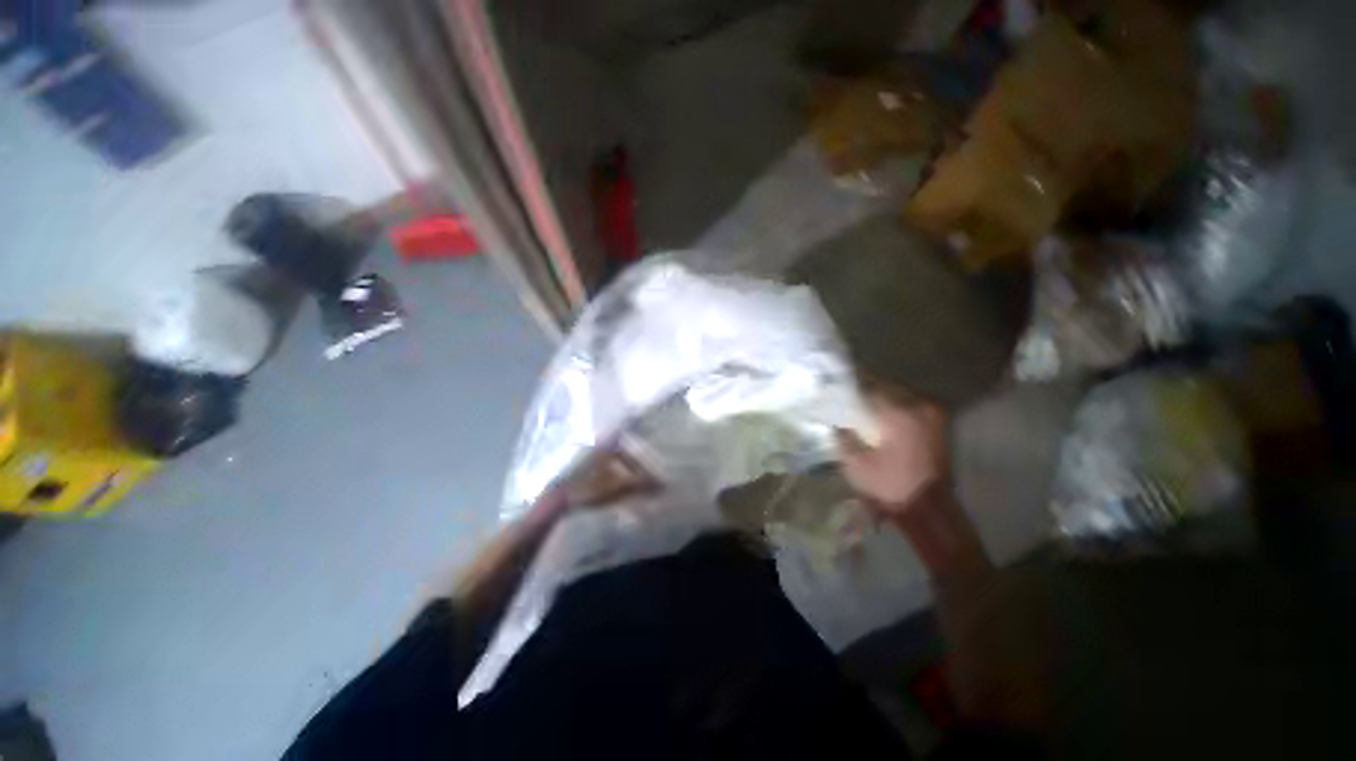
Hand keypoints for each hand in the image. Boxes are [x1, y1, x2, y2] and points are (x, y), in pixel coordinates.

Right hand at [837, 391, 949, 515]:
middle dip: (868, 389)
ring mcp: (934, 417)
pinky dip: (896, 409)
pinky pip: (912, 408)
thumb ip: (843, 437)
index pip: (871, 386)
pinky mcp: (939, 428)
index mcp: (900, 413)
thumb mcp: (855, 464)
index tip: (837, 385)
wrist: (929, 512)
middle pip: (889, 388)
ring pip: (902, 396)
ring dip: (883, 398)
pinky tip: (882, 417)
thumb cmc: (890, 487)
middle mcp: (920, 408)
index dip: (852, 385)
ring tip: (863, 404)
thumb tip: (835, 423)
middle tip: (849, 394)